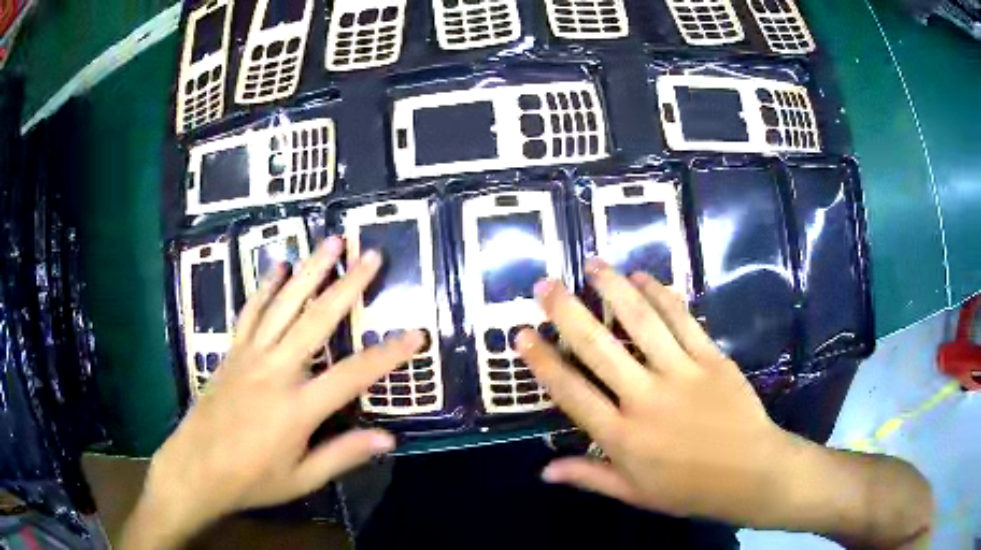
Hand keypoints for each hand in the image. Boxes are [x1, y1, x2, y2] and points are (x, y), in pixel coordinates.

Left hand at [123, 237, 422, 548]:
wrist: (195, 468)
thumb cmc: (251, 479)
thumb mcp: (301, 479)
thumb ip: (342, 455)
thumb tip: (388, 438)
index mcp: (297, 408)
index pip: (353, 375)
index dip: (388, 355)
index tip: (416, 334)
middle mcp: (275, 371)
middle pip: (316, 320)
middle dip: (347, 285)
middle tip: (370, 255)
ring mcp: (250, 356)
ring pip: (283, 304)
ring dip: (309, 270)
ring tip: (330, 242)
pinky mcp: (232, 352)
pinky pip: (250, 312)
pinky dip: (265, 286)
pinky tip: (279, 266)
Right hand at [518, 261, 933, 547]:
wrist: (752, 474)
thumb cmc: (689, 490)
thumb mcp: (633, 493)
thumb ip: (588, 477)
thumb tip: (542, 471)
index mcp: (621, 437)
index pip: (570, 392)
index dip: (542, 361)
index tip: (522, 335)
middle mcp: (644, 400)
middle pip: (598, 348)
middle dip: (567, 312)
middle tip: (546, 285)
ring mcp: (681, 374)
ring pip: (641, 322)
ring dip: (614, 289)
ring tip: (594, 265)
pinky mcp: (711, 359)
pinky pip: (683, 320)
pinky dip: (662, 294)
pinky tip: (645, 277)